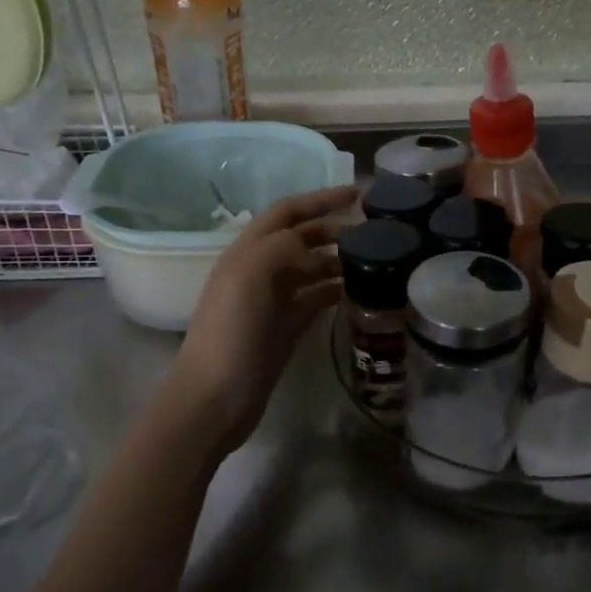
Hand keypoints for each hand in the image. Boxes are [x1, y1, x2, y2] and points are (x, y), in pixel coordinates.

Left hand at [169, 186, 356, 457]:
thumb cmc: (231, 333)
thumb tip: (318, 250)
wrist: (215, 397)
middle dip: (334, 229)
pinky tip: (360, 292)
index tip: (357, 193)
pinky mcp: (285, 329)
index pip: (287, 212)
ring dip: (339, 260)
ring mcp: (273, 301)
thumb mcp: (251, 277)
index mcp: (247, 252)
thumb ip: (283, 247)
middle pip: (301, 238)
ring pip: (312, 269)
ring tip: (374, 260)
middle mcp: (260, 271)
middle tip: (374, 231)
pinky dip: (336, 291)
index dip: (320, 199)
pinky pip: (315, 300)